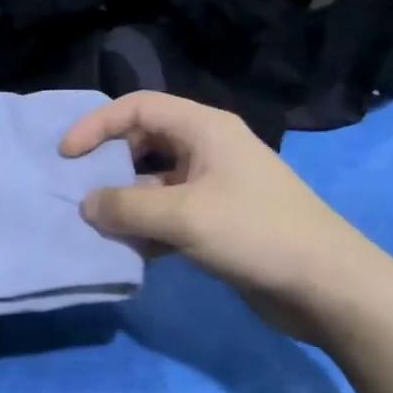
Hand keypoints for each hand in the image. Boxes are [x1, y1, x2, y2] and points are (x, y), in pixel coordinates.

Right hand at [61, 92, 384, 342]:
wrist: (325, 284)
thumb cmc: (255, 233)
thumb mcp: (183, 216)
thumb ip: (127, 206)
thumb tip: (87, 205)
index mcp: (204, 128)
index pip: (139, 107)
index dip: (98, 124)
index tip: (67, 155)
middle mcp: (208, 149)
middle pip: (145, 143)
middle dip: (110, 165)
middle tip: (80, 193)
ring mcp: (215, 186)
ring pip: (155, 183)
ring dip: (127, 202)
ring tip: (97, 227)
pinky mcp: (219, 221)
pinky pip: (171, 214)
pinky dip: (148, 228)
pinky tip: (129, 251)